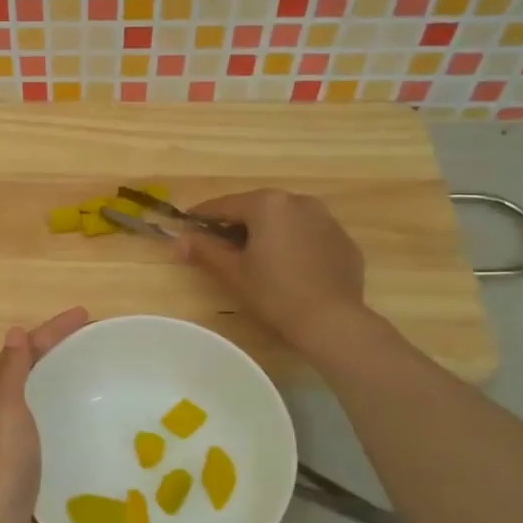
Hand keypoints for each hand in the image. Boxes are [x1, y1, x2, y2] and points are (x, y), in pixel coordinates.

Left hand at [0, 307, 87, 522]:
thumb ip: (12, 370)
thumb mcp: (5, 409)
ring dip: (54, 376)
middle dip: (53, 348)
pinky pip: (38, 419)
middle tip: (91, 336)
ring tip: (87, 366)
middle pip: (23, 367)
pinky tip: (75, 413)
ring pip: (30, 393)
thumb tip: (15, 332)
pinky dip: (55, 406)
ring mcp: (0, 437)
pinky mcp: (16, 460)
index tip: (86, 315)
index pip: (19, 349)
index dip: (51, 330)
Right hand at [178, 190, 368, 358]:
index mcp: (268, 204)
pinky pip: (309, 235)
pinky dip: (293, 244)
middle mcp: (299, 202)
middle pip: (257, 208)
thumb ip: (204, 250)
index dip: (202, 215)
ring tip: (255, 257)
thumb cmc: (274, 293)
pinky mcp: (343, 241)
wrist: (332, 321)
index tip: (187, 225)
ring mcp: (326, 219)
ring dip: (267, 232)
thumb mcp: (233, 272)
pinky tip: (288, 269)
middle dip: (236, 223)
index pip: (225, 205)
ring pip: (285, 220)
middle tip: (219, 244)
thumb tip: (178, 240)